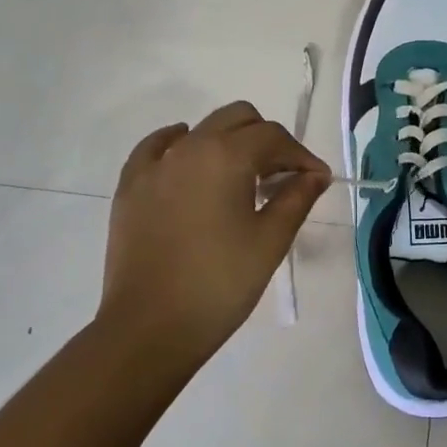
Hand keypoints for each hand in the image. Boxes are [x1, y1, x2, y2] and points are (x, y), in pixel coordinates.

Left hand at [100, 102, 330, 368]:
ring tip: (241, 180)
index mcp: (227, 156)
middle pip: (238, 119)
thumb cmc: (219, 284)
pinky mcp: (131, 185)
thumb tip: (315, 175)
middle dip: (266, 139)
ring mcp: (155, 164)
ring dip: (229, 143)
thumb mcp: (270, 242)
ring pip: (202, 129)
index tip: (316, 181)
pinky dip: (181, 144)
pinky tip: (190, 161)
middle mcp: (190, 146)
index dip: (301, 156)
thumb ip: (296, 199)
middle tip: (281, 177)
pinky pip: (159, 147)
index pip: (273, 137)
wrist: (149, 327)